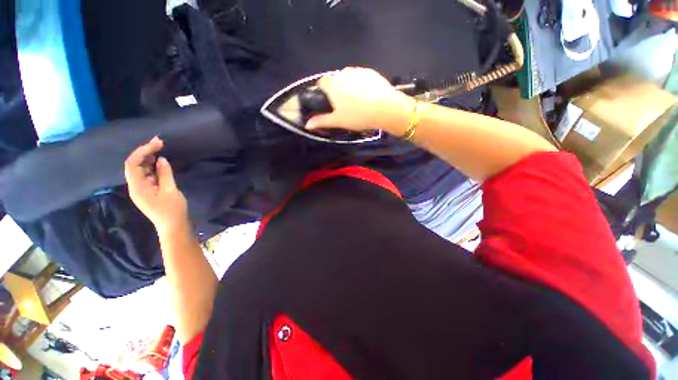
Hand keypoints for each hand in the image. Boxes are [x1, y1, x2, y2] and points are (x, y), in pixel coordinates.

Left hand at [124, 137, 188, 234]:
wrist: (173, 226)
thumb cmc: (172, 210)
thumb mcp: (170, 190)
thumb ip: (164, 174)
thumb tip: (161, 160)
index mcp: (137, 187)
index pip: (133, 164)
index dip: (142, 151)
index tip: (157, 143)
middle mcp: (135, 186)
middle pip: (134, 165)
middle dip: (145, 151)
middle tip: (159, 142)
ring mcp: (141, 189)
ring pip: (140, 169)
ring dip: (149, 158)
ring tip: (160, 148)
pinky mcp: (148, 191)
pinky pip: (147, 175)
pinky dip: (152, 166)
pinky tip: (160, 162)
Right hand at [305, 67, 415, 135]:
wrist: (386, 109)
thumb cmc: (358, 116)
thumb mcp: (338, 121)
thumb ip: (322, 120)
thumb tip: (307, 124)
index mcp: (333, 84)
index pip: (321, 82)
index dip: (323, 92)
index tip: (328, 103)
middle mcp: (343, 73)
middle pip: (335, 80)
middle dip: (336, 90)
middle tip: (344, 105)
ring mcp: (358, 71)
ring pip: (348, 77)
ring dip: (348, 86)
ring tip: (357, 101)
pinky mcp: (371, 72)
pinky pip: (360, 77)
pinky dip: (360, 84)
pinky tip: (367, 95)